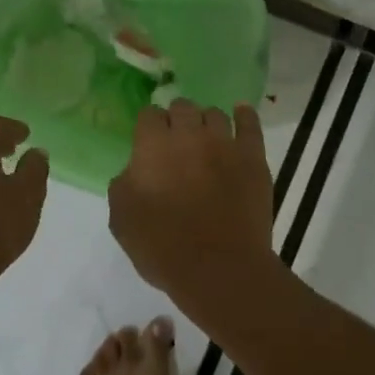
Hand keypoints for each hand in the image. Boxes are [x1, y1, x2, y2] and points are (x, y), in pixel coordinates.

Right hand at [107, 100, 276, 310]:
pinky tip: (240, 113)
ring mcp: (225, 143)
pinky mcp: (253, 157)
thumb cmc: (163, 248)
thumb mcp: (121, 220)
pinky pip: (250, 124)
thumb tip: (134, 171)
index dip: (149, 126)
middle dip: (177, 119)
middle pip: (182, 107)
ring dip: (206, 122)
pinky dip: (244, 115)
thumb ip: (123, 185)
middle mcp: (189, 135)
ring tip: (206, 138)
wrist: (219, 268)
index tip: (149, 141)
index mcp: (152, 146)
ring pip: (215, 114)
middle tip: (177, 142)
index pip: (149, 115)